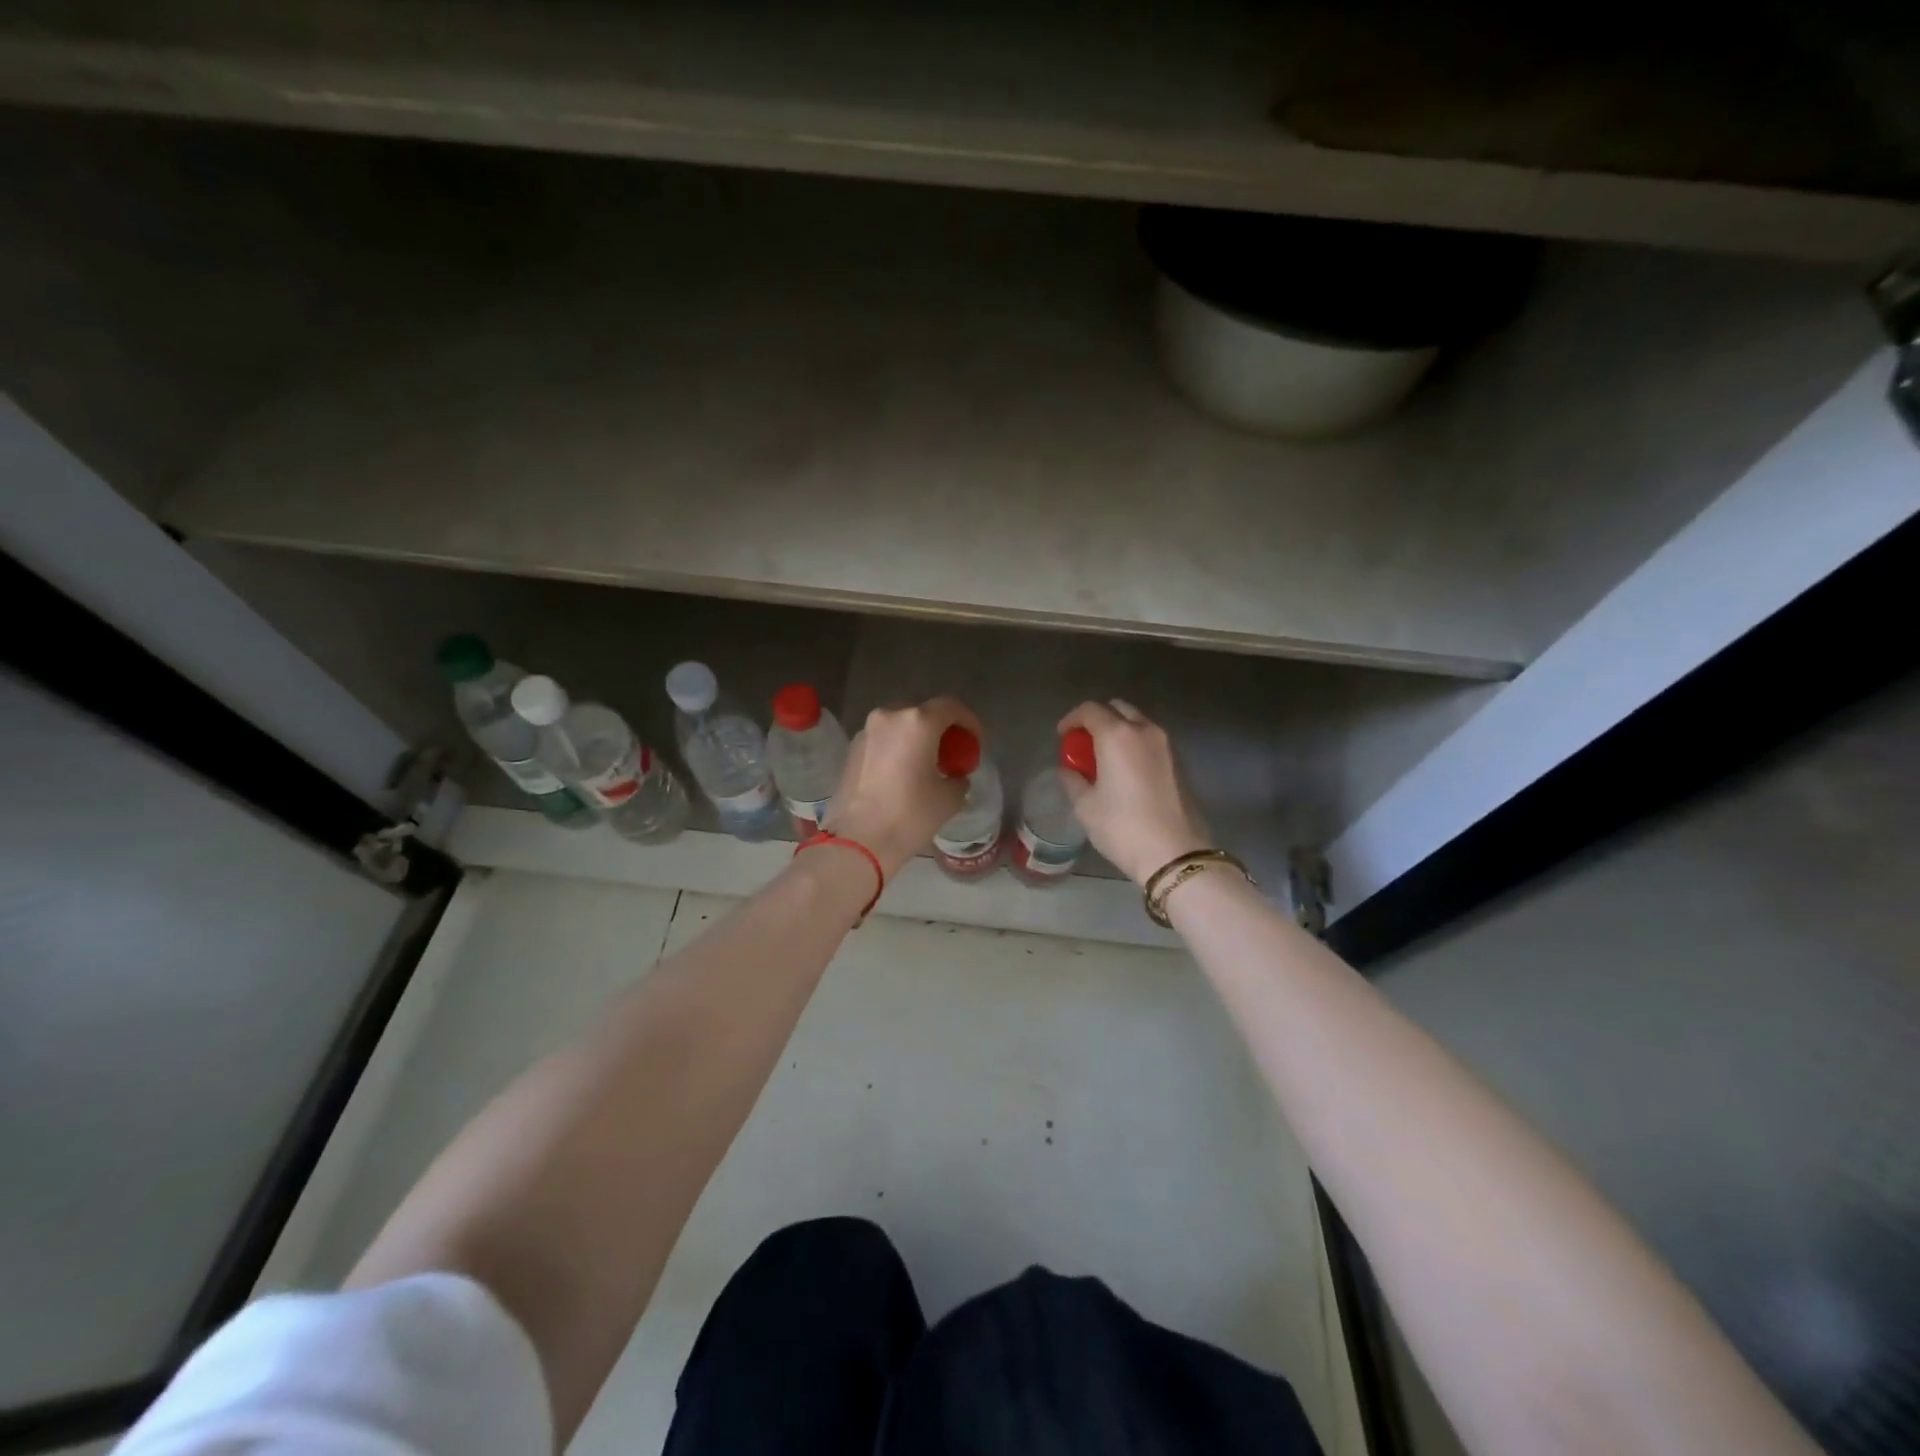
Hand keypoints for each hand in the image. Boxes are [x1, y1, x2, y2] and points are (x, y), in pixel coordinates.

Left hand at [827, 696, 983, 876]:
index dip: (968, 721)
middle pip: (922, 713)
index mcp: (917, 722)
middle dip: (941, 729)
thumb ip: (958, 779)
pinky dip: (897, 749)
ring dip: (917, 738)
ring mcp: (866, 732)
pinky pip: (883, 740)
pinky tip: (903, 774)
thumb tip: (955, 777)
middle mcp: (889, 717)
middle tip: (952, 753)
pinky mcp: (851, 750)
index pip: (950, 707)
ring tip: (927, 765)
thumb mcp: (949, 799)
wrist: (858, 841)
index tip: (975, 741)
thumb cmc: (910, 816)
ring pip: (900, 726)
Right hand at [1057, 700, 1210, 886]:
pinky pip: (1150, 740)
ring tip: (1103, 758)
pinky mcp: (1179, 761)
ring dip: (1118, 731)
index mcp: (1117, 735)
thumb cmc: (1122, 828)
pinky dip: (1134, 744)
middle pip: (1117, 708)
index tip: (1062, 738)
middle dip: (1097, 720)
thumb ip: (1072, 779)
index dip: (1071, 720)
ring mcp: (1166, 744)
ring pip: (1137, 722)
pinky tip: (1125, 770)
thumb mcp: (1085, 806)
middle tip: (1083, 745)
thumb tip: (1068, 769)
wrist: (1174, 854)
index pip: (1089, 710)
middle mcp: (1144, 730)